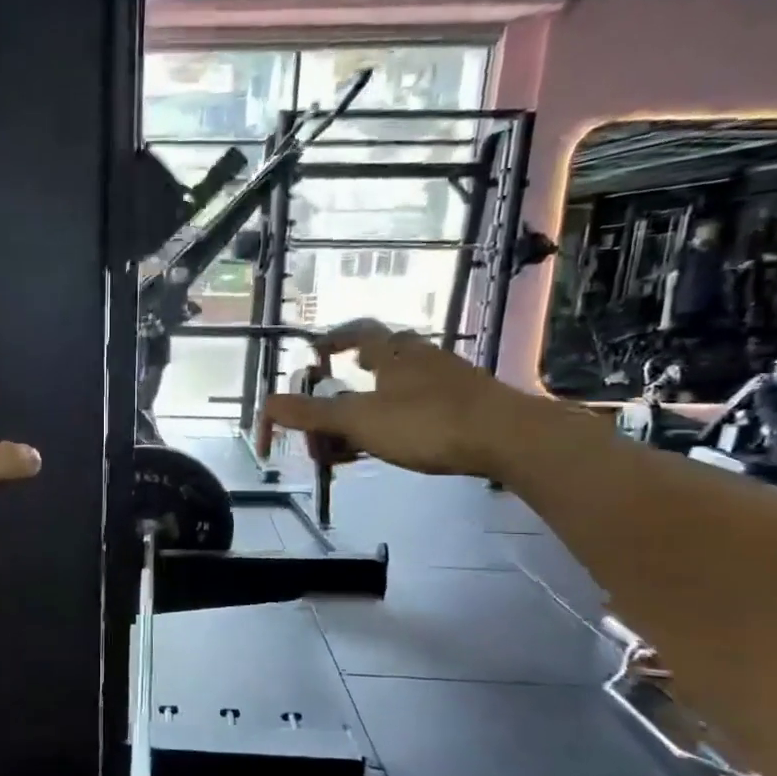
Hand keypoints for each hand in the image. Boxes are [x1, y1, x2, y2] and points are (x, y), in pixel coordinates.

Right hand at [262, 321, 528, 478]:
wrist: (509, 439)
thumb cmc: (428, 422)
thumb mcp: (360, 421)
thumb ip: (313, 414)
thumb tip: (266, 404)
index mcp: (393, 352)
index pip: (357, 332)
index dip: (332, 339)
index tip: (316, 352)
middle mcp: (420, 357)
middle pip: (377, 361)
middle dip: (346, 386)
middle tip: (327, 414)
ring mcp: (447, 379)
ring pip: (397, 387)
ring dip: (368, 408)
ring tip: (352, 436)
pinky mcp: (465, 404)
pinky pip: (417, 406)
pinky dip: (393, 421)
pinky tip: (392, 444)